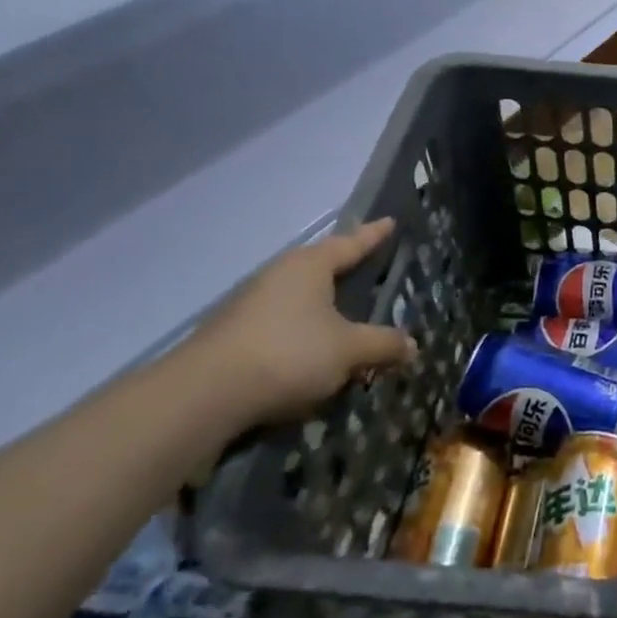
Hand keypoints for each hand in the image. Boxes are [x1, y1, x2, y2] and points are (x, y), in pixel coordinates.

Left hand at [190, 218, 416, 423]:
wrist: (203, 396)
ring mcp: (252, 304)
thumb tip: (412, 345)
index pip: (351, 243)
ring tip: (349, 318)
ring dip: (325, 308)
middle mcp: (280, 275)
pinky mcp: (236, 334)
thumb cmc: (289, 354)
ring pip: (301, 298)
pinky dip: (305, 333)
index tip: (390, 221)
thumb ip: (383, 344)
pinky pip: (284, 324)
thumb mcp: (349, 350)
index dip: (373, 235)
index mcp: (310, 266)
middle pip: (322, 267)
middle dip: (347, 270)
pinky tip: (315, 353)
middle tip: (372, 268)